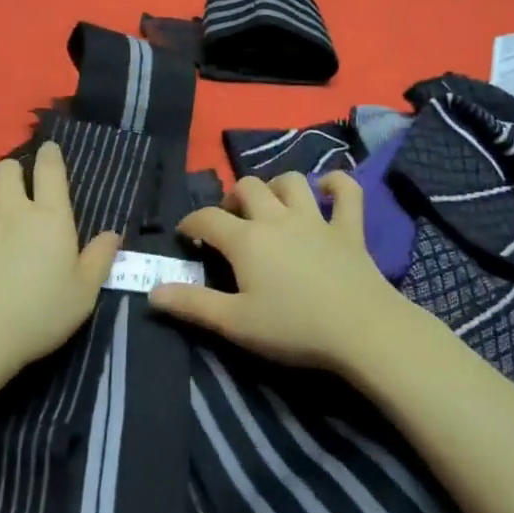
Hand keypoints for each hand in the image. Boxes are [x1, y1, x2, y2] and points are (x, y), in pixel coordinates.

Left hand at [0, 141, 120, 377]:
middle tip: (18, 189)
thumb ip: (100, 259)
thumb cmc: (39, 315)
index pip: (50, 169)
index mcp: (50, 218)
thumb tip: (113, 234)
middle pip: (7, 168)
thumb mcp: (84, 293)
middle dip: (14, 171)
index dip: (50, 155)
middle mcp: (12, 209)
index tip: (50, 152)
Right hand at [149, 172, 409, 369]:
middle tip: (231, 222)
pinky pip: (346, 192)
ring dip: (276, 187)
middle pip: (248, 188)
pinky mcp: (350, 228)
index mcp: (246, 240)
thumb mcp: (235, 323)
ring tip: (270, 206)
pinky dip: (336, 185)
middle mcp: (277, 218)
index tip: (186, 235)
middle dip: (232, 198)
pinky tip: (327, 191)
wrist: (362, 330)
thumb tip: (152, 291)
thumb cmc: (294, 328)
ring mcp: (316, 219)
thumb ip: (192, 305)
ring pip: (291, 182)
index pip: (207, 219)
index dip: (190, 223)